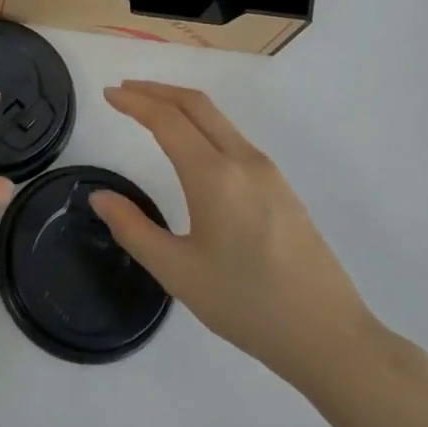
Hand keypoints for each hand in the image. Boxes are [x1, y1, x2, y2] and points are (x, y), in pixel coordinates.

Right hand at [93, 81, 380, 388]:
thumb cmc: (247, 305)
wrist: (328, 335)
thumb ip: (133, 229)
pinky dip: (202, 124)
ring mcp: (267, 171)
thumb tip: (99, 197)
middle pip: (196, 104)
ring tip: (151, 111)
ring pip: (218, 118)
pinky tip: (191, 145)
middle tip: (124, 91)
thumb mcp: (178, 272)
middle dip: (157, 91)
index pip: (167, 119)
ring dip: (181, 105)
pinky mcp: (281, 186)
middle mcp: (243, 160)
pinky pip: (233, 137)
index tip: (108, 94)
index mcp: (214, 176)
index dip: (134, 102)